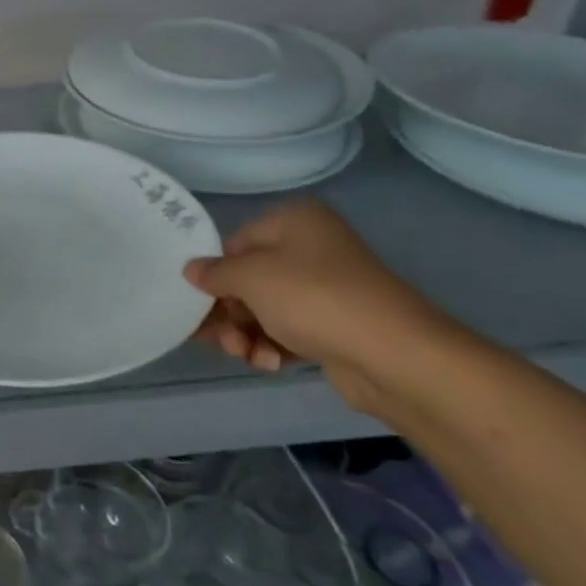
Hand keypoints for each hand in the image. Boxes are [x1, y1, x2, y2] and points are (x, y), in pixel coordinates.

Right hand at [184, 200, 446, 410]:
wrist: (394, 354)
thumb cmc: (313, 298)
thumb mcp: (251, 278)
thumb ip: (214, 273)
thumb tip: (191, 270)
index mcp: (294, 221)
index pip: (234, 244)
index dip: (213, 275)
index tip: (197, 305)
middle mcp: (311, 247)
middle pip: (248, 280)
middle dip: (229, 313)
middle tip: (221, 339)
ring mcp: (326, 287)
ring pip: (265, 309)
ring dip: (247, 334)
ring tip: (248, 356)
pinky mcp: (336, 324)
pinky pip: (289, 329)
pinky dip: (273, 346)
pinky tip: (271, 363)